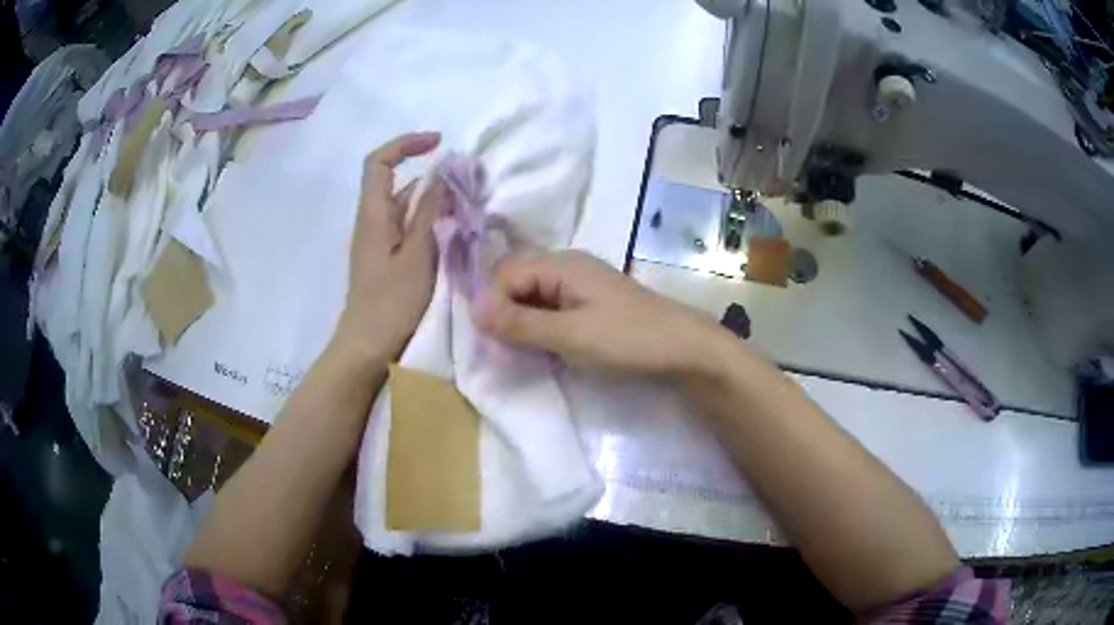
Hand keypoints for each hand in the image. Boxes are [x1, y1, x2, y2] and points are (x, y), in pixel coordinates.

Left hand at [334, 132, 448, 364]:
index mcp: (373, 215)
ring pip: (403, 204)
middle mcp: (372, 221)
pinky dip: (428, 218)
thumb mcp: (417, 255)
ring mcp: (378, 240)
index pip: (379, 162)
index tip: (439, 143)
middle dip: (429, 171)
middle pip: (394, 180)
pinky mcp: (386, 257)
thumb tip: (441, 175)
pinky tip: (451, 229)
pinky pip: (407, 225)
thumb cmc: (391, 303)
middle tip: (466, 178)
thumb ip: (428, 213)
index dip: (406, 144)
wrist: (367, 346)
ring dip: (432, 197)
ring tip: (467, 202)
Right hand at [474, 251, 727, 375]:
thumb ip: (521, 323)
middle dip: (504, 311)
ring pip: (533, 296)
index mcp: (561, 264)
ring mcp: (581, 286)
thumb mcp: (570, 335)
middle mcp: (568, 267)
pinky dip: (541, 326)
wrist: (686, 350)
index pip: (505, 273)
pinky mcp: (590, 305)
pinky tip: (546, 347)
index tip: (494, 341)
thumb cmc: (628, 340)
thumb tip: (472, 310)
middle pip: (517, 280)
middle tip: (507, 347)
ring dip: (522, 321)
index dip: (493, 304)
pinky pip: (551, 308)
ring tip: (525, 350)